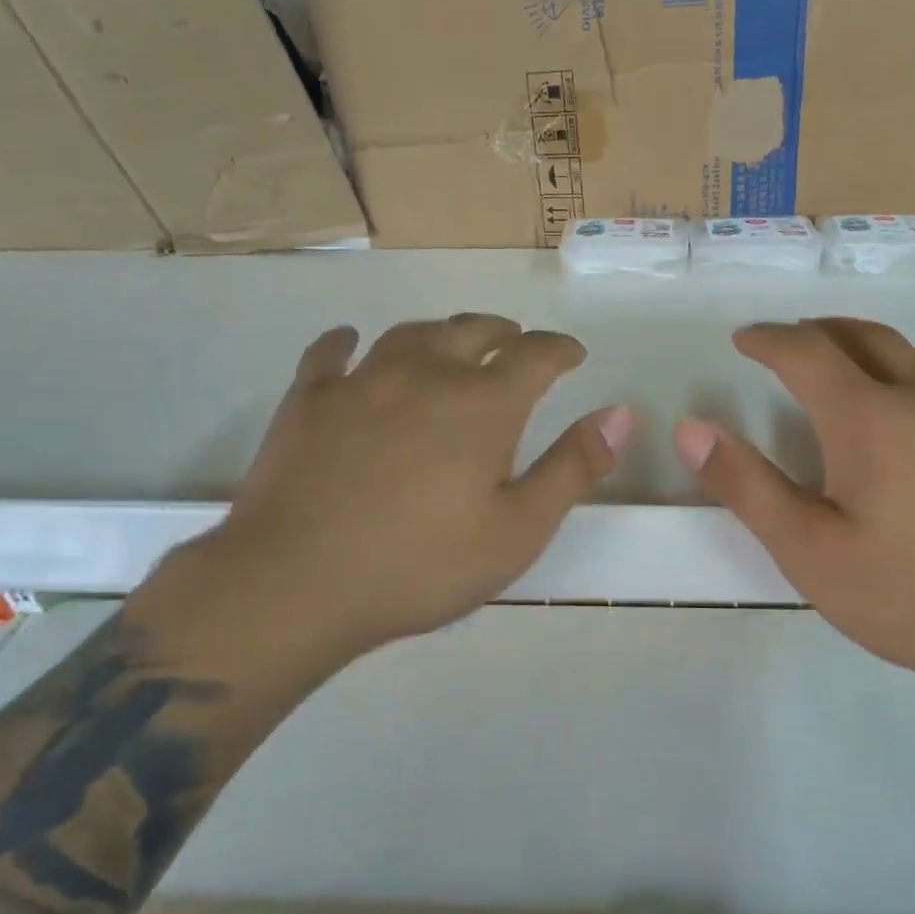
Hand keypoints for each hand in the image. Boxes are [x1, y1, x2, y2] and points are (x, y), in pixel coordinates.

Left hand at [152, 315, 632, 685]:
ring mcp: (361, 381)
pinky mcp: (308, 399)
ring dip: (440, 332)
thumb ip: (573, 468)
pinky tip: (352, 346)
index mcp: (482, 404)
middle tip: (514, 342)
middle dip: (503, 332)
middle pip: (472, 330)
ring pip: (410, 334)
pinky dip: (349, 344)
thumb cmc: (420, 565)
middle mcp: (425, 374)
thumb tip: (619, 414)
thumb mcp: (518, 530)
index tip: (572, 353)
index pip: (535, 354)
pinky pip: (331, 353)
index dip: (560, 348)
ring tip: (450, 343)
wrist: (295, 583)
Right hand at [673, 318, 914, 725]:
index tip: (742, 339)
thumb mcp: (809, 553)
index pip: (806, 352)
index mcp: (870, 418)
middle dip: (818, 330)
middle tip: (789, 341)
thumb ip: (746, 486)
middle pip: (865, 337)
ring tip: (849, 369)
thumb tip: (690, 427)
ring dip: (872, 350)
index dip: (768, 339)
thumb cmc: (913, 599)